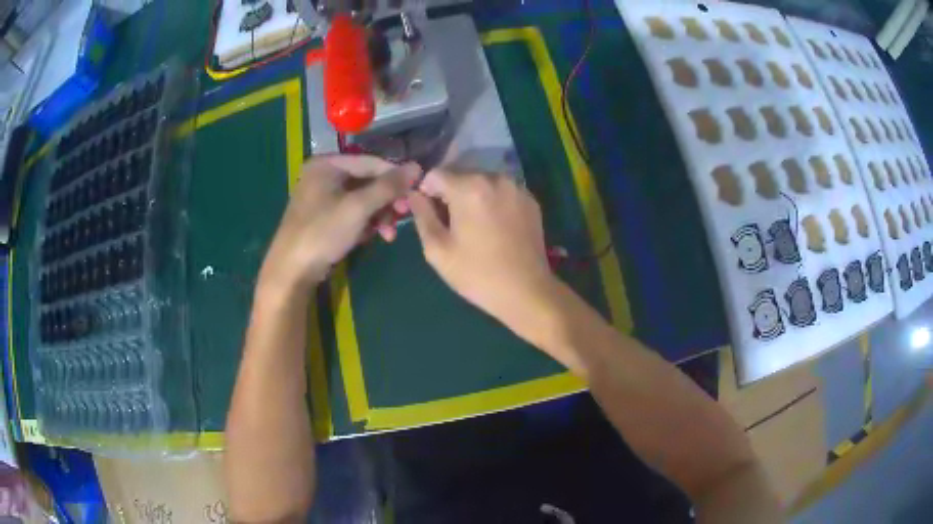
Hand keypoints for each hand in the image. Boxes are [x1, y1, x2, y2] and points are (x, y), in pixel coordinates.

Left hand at [260, 155, 420, 292]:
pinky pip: (353, 211)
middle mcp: (324, 174)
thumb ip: (388, 186)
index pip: (371, 162)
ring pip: (363, 198)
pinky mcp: (325, 216)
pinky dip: (366, 223)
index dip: (396, 176)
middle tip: (403, 216)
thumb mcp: (358, 208)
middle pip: (368, 181)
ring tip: (388, 234)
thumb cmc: (322, 233)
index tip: (418, 192)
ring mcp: (323, 196)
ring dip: (379, 215)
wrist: (292, 271)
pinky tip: (373, 237)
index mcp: (327, 164)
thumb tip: (417, 167)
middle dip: (387, 201)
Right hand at [408, 169, 557, 340]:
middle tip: (452, 224)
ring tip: (474, 226)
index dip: (426, 192)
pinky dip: (493, 201)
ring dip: (472, 196)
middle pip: (460, 174)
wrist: (526, 291)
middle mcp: (494, 178)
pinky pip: (502, 191)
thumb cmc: (477, 274)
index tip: (430, 214)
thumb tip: (414, 194)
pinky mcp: (530, 200)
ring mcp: (516, 188)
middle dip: (450, 193)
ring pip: (482, 181)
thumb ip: (422, 215)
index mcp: (469, 187)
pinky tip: (495, 227)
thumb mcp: (437, 249)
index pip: (435, 174)